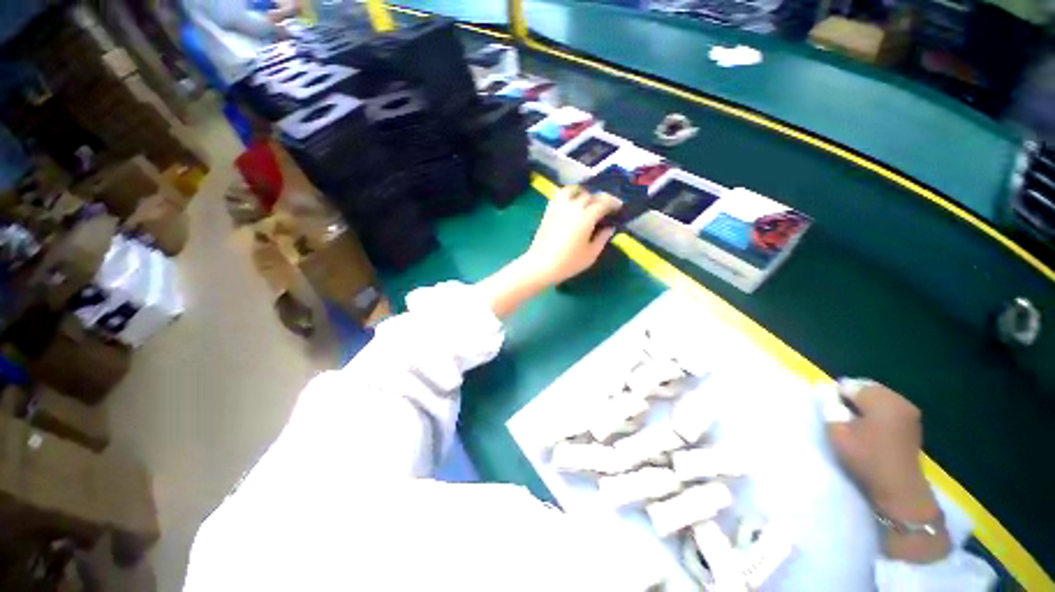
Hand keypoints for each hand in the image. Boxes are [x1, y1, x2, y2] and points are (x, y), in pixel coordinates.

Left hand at [519, 187, 621, 287]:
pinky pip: (559, 195)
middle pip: (590, 195)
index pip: (604, 202)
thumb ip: (602, 238)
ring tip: (586, 201)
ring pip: (573, 190)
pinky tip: (571, 204)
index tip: (619, 207)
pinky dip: (568, 195)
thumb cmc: (568, 263)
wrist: (541, 265)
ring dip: (582, 192)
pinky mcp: (549, 211)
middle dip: (600, 199)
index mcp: (586, 217)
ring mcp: (559, 207)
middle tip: (605, 208)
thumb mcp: (591, 254)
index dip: (614, 203)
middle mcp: (573, 207)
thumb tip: (609, 228)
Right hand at [828, 380, 950, 561]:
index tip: (829, 409)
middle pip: (867, 389)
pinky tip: (869, 430)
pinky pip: (888, 410)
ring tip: (852, 423)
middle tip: (838, 415)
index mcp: (882, 400)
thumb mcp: (838, 432)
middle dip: (851, 398)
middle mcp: (899, 401)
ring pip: (878, 399)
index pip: (851, 385)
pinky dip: (875, 414)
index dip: (836, 394)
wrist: (899, 491)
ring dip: (864, 407)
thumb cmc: (867, 458)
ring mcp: (909, 414)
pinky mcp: (912, 426)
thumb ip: (830, 408)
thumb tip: (825, 393)